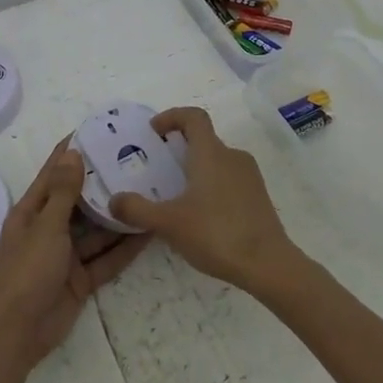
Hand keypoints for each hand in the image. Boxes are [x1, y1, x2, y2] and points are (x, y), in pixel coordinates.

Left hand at [0, 136, 149, 366]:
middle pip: (78, 202)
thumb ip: (63, 192)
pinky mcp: (80, 280)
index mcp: (31, 213)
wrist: (20, 332)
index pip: (53, 175)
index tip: (94, 131)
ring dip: (117, 216)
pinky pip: (105, 258)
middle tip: (133, 162)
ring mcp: (65, 256)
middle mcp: (48, 230)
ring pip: (96, 231)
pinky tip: (147, 232)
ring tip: (147, 193)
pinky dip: (123, 248)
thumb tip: (73, 153)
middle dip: (101, 184)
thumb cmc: (27, 270)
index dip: (70, 154)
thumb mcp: (46, 226)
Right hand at [108, 107, 302, 293]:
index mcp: (211, 153)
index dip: (172, 116)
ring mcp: (250, 176)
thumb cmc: (216, 234)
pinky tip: (201, 215)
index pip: (193, 117)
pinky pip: (230, 179)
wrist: (269, 265)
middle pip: (204, 139)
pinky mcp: (259, 197)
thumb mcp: (168, 223)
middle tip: (159, 168)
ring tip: (177, 195)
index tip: (154, 131)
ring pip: (217, 161)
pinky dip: (212, 185)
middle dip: (179, 147)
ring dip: (196, 168)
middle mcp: (233, 156)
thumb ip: (137, 209)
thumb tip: (114, 200)